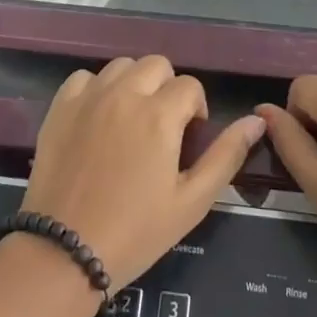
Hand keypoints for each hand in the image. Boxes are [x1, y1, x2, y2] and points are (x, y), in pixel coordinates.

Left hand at [23, 56, 265, 287]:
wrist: (65, 251)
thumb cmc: (136, 231)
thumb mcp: (192, 201)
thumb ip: (227, 155)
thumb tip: (256, 121)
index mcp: (159, 115)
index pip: (190, 86)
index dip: (196, 110)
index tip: (188, 140)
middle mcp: (124, 94)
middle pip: (157, 65)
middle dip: (167, 89)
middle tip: (162, 128)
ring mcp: (88, 97)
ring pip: (122, 66)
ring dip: (134, 84)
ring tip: (131, 120)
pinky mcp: (60, 107)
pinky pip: (85, 77)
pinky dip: (97, 89)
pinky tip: (98, 118)